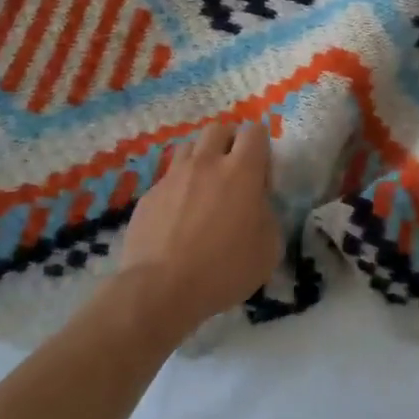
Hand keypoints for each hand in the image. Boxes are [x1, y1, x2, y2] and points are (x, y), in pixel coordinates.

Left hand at [110, 120, 282, 339]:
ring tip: (205, 187)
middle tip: (233, 171)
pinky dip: (179, 188)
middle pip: (218, 129)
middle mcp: (206, 164)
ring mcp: (173, 178)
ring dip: (202, 159)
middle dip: (229, 142)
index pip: (255, 131)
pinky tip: (179, 217)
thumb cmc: (224, 269)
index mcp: (242, 171)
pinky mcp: (148, 196)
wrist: (160, 289)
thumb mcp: (269, 248)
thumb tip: (258, 206)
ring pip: (190, 147)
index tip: (262, 174)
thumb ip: (268, 216)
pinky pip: (168, 179)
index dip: (261, 146)